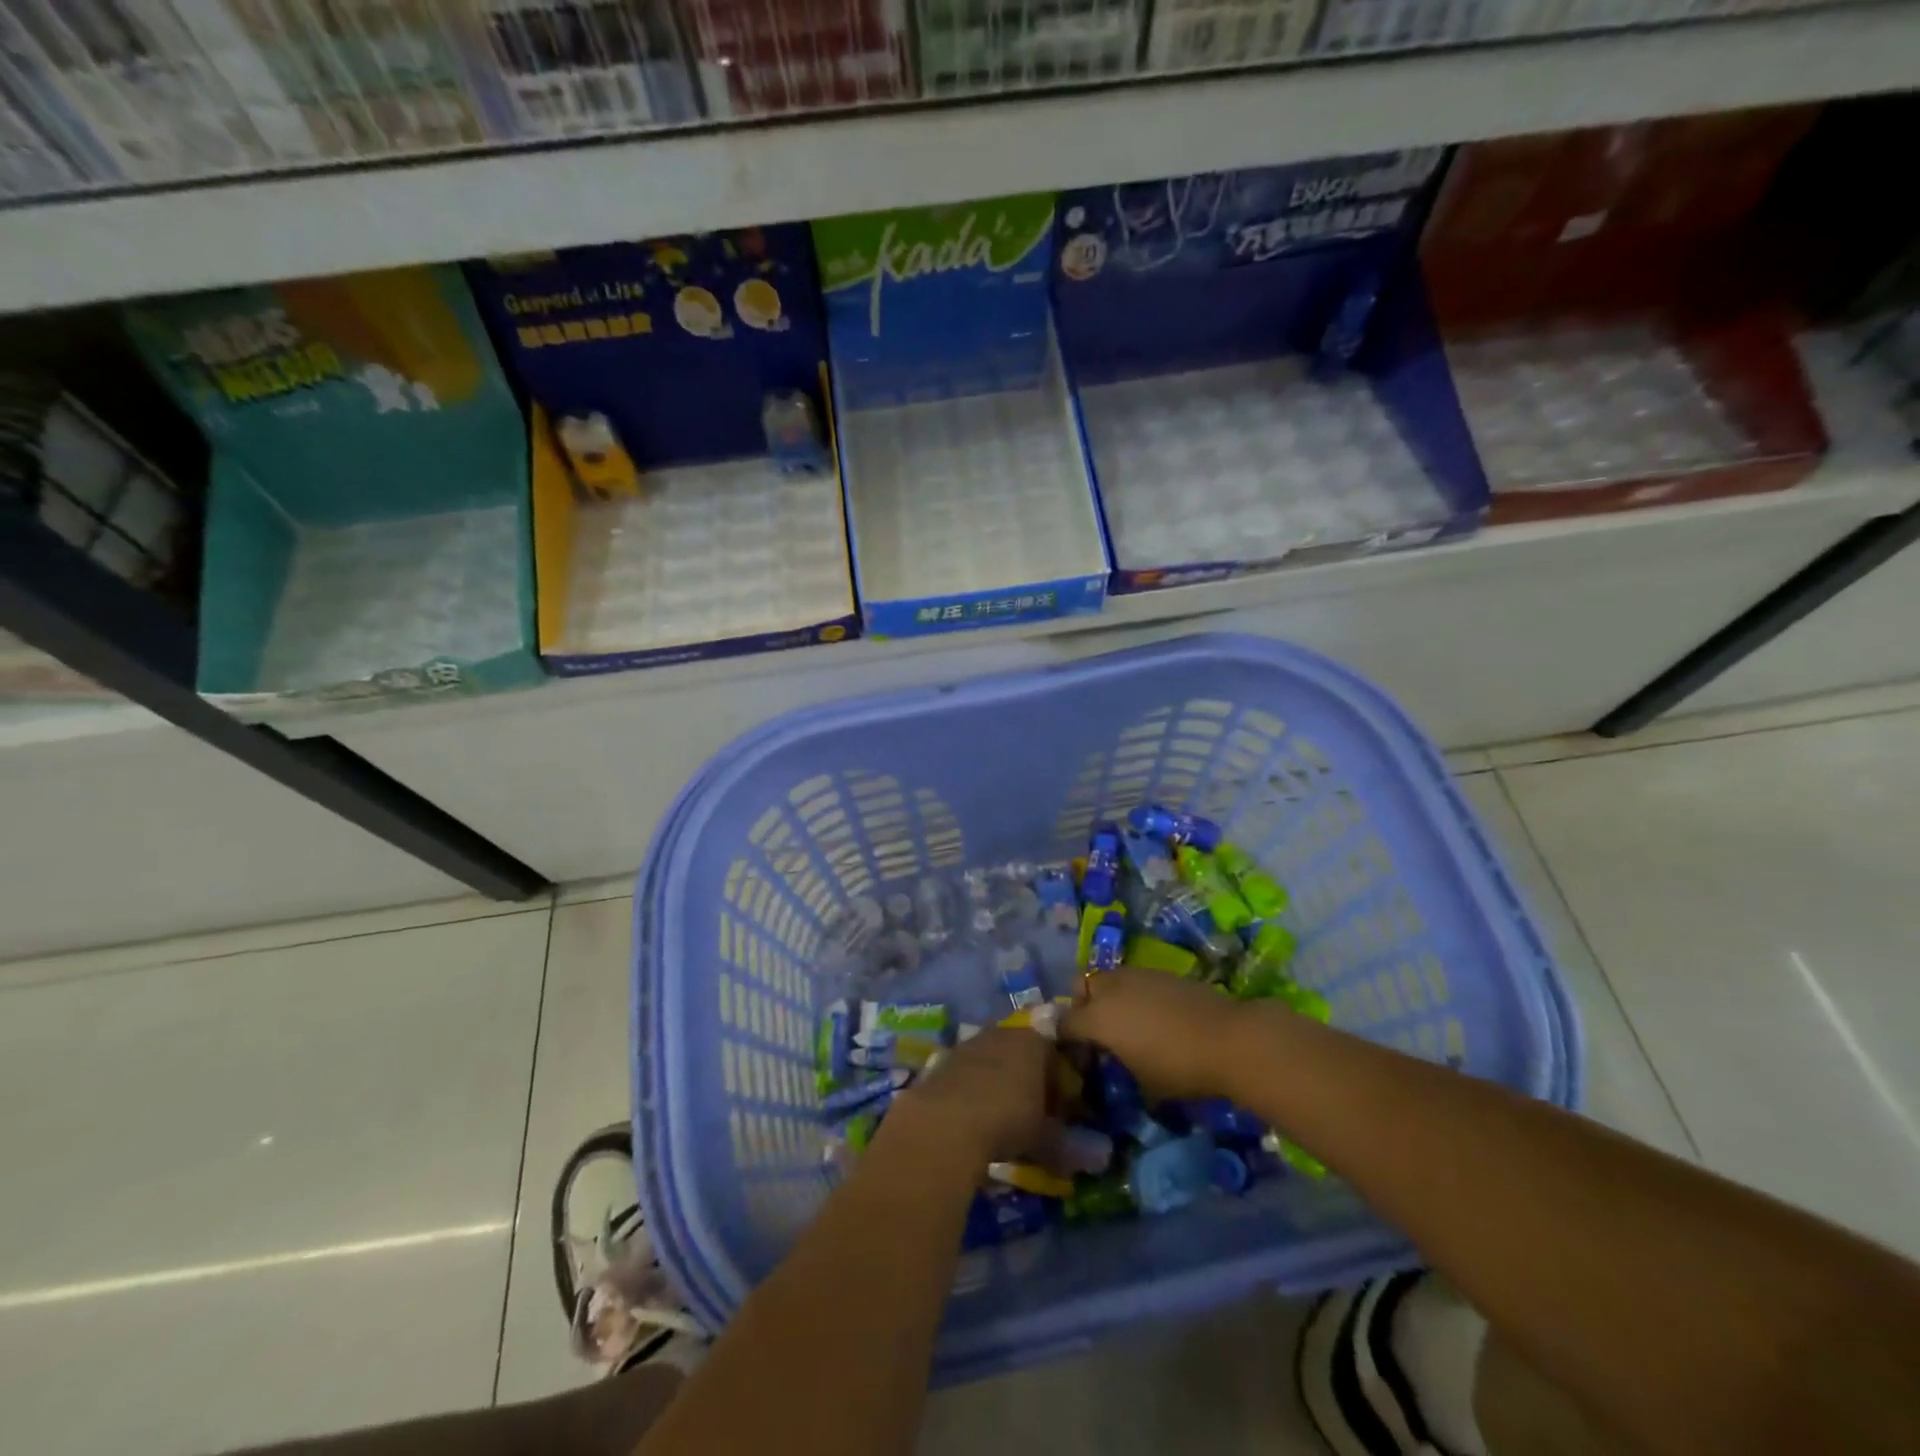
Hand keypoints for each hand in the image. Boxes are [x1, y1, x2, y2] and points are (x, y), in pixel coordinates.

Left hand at [876, 1026, 1051, 1169]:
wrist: (947, 1121)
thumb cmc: (1007, 1120)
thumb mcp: (1044, 1138)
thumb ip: (1061, 1141)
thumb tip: (1078, 1156)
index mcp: (1033, 1042)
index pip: (1053, 1051)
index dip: (1057, 1079)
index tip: (1058, 1106)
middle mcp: (1002, 1033)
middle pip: (1020, 1049)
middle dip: (1026, 1075)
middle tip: (1029, 1108)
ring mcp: (970, 1043)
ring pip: (991, 1057)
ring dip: (996, 1079)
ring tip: (998, 1113)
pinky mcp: (944, 1058)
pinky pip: (966, 1070)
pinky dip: (971, 1087)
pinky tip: (971, 1113)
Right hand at [1061, 968, 1251, 1099]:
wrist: (1228, 1038)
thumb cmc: (1179, 1067)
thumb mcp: (1141, 1079)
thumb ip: (1115, 1062)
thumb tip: (1109, 1058)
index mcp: (1098, 1018)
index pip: (1065, 1023)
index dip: (1064, 1038)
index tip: (1074, 1054)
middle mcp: (1110, 988)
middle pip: (1081, 987)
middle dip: (1082, 1005)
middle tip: (1098, 1031)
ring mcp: (1136, 974)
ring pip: (1107, 978)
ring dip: (1107, 996)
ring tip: (1125, 1021)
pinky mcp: (1160, 971)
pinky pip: (1133, 979)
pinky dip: (1132, 993)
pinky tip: (1152, 1015)